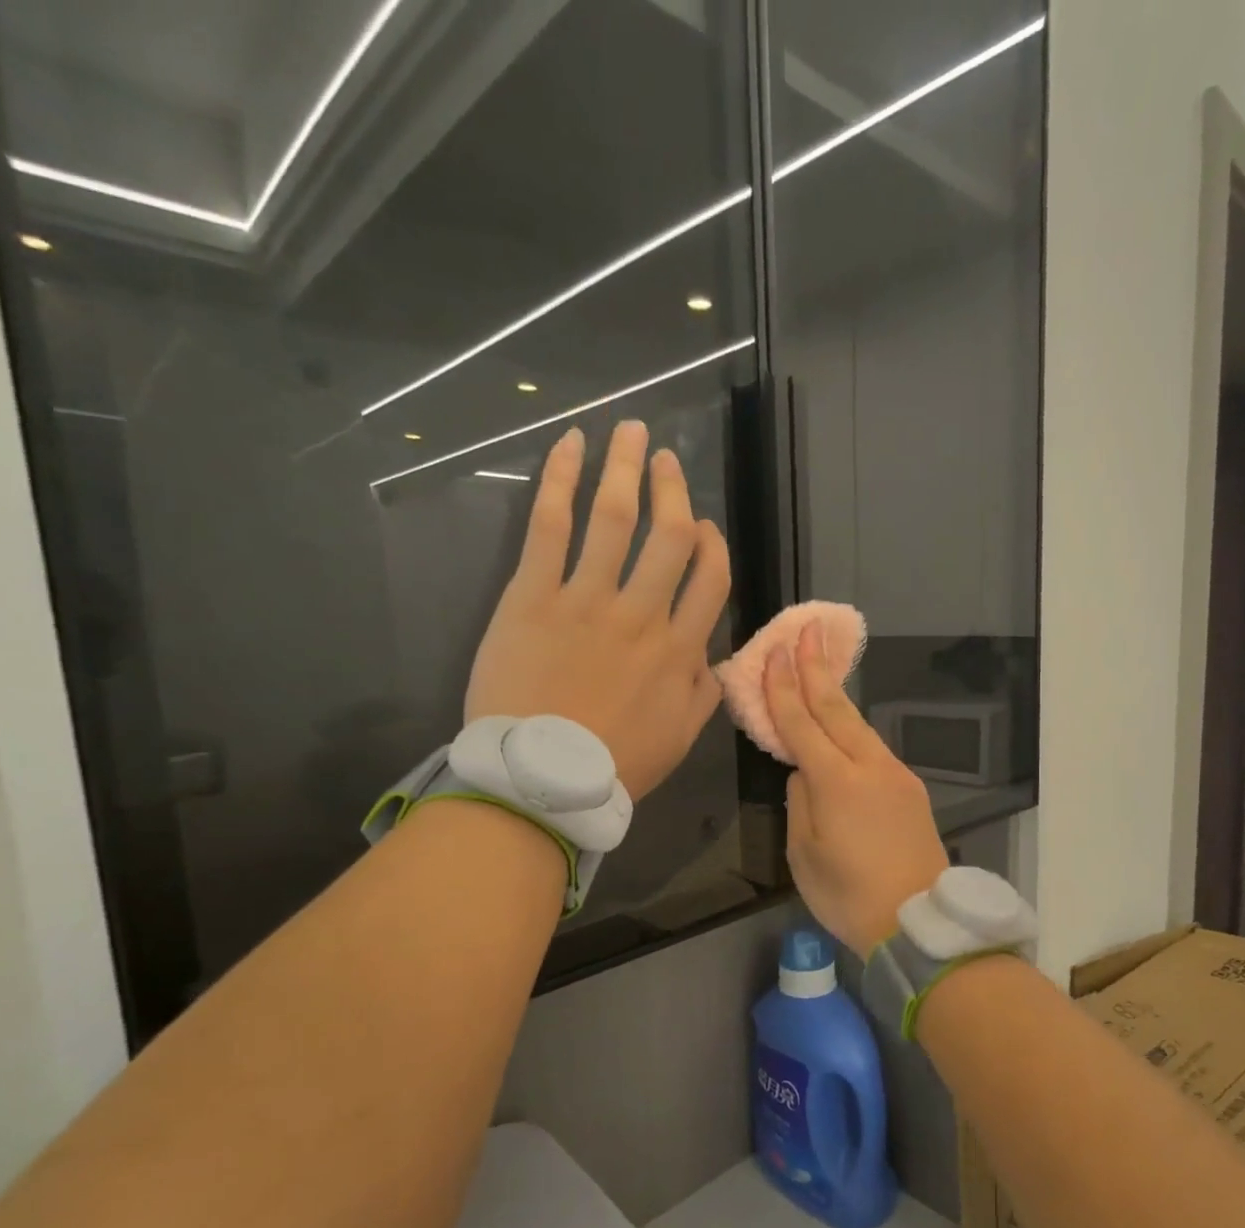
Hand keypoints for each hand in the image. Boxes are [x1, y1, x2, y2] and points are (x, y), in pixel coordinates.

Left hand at [466, 421, 730, 798]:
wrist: (540, 780)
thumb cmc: (615, 763)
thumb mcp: (681, 736)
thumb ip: (703, 689)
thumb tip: (710, 653)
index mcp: (679, 648)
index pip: (710, 578)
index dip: (712, 543)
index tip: (702, 526)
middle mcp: (641, 614)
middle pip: (668, 536)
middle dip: (672, 489)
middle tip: (666, 458)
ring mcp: (586, 599)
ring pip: (614, 519)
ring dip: (626, 468)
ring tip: (631, 431)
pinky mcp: (532, 596)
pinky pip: (550, 526)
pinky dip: (561, 480)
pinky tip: (571, 445)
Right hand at [767, 622, 949, 952]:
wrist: (918, 920)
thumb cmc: (848, 895)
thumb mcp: (804, 853)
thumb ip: (800, 802)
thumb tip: (804, 772)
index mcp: (836, 781)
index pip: (801, 723)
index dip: (783, 688)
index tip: (774, 653)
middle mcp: (869, 766)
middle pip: (837, 708)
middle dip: (816, 668)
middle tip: (806, 631)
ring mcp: (895, 775)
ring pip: (859, 725)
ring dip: (836, 694)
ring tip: (819, 667)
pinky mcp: (910, 789)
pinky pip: (874, 748)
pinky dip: (852, 728)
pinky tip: (842, 724)